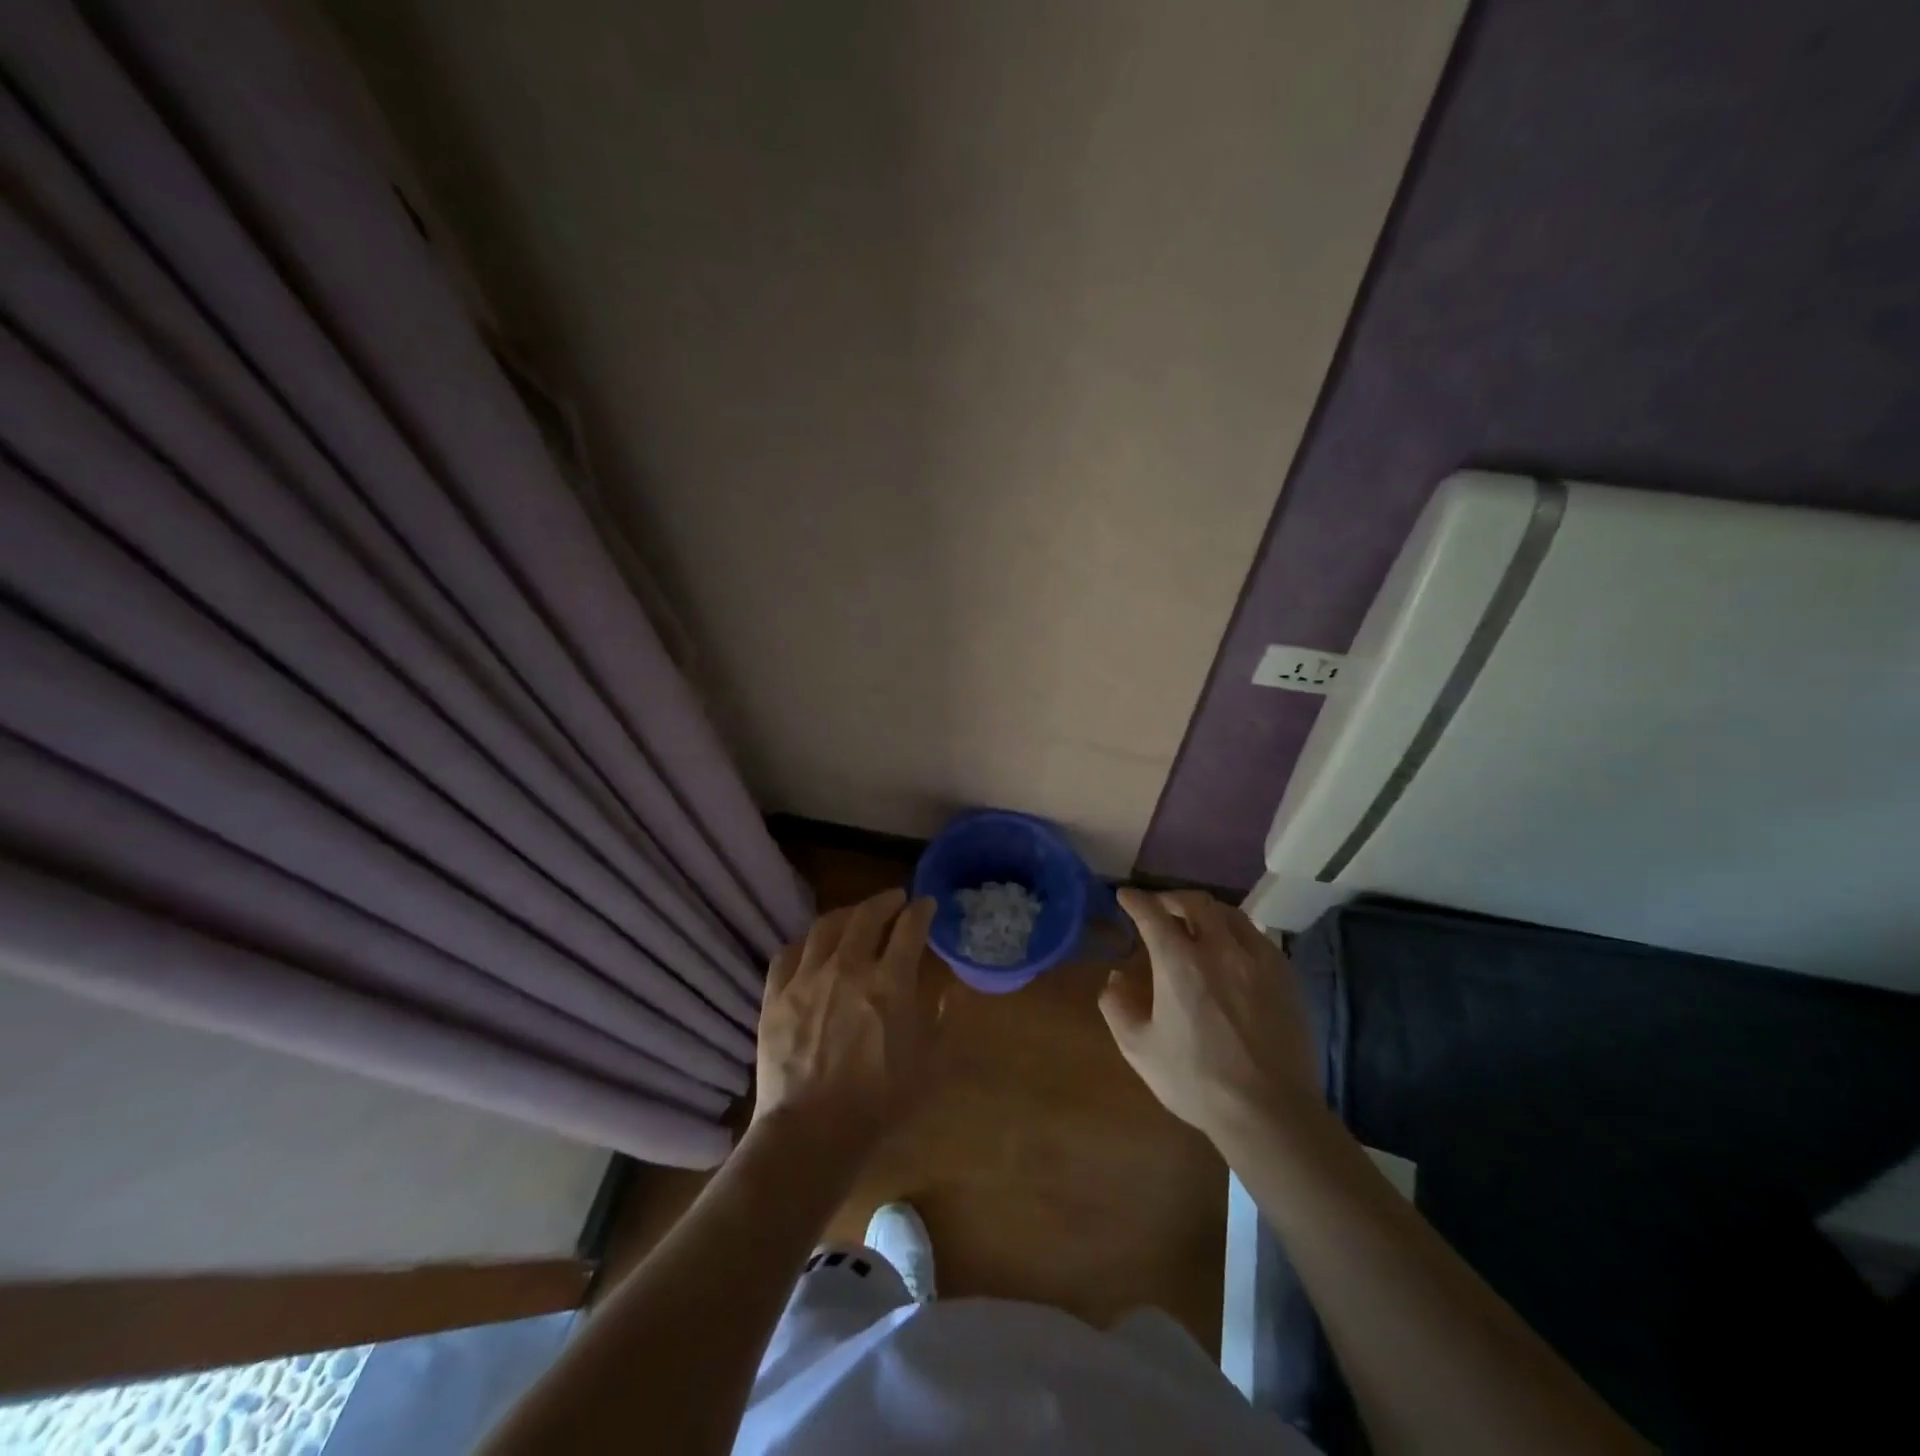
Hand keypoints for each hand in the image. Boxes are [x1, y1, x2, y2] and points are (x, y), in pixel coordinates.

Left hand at [753, 889, 941, 1156]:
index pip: (910, 927)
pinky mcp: (775, 995)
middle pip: (867, 915)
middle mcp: (848, 967)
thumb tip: (957, 987)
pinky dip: (806, 942)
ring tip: (857, 914)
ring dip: (847, 913)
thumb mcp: (931, 1065)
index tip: (927, 904)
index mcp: (890, 982)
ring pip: (826, 926)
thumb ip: (946, 1020)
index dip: (921, 910)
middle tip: (895, 899)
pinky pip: (788, 952)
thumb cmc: (880, 1102)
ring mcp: (807, 978)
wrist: (811, 1132)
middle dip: (886, 900)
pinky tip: (813, 945)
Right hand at [1100, 889, 1320, 1146]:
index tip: (1125, 896)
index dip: (1135, 900)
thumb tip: (1115, 978)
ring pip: (1229, 914)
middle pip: (1195, 902)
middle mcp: (1219, 948)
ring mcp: (1257, 959)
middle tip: (1160, 908)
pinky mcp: (1285, 975)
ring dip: (1206, 911)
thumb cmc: (1196, 1081)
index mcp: (1179, 962)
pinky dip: (1235, 932)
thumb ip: (1117, 1007)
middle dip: (1171, 898)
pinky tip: (1231, 951)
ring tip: (1196, 924)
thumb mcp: (1139, 1049)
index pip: (1152, 914)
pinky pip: (1256, 937)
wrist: (1269, 1111)